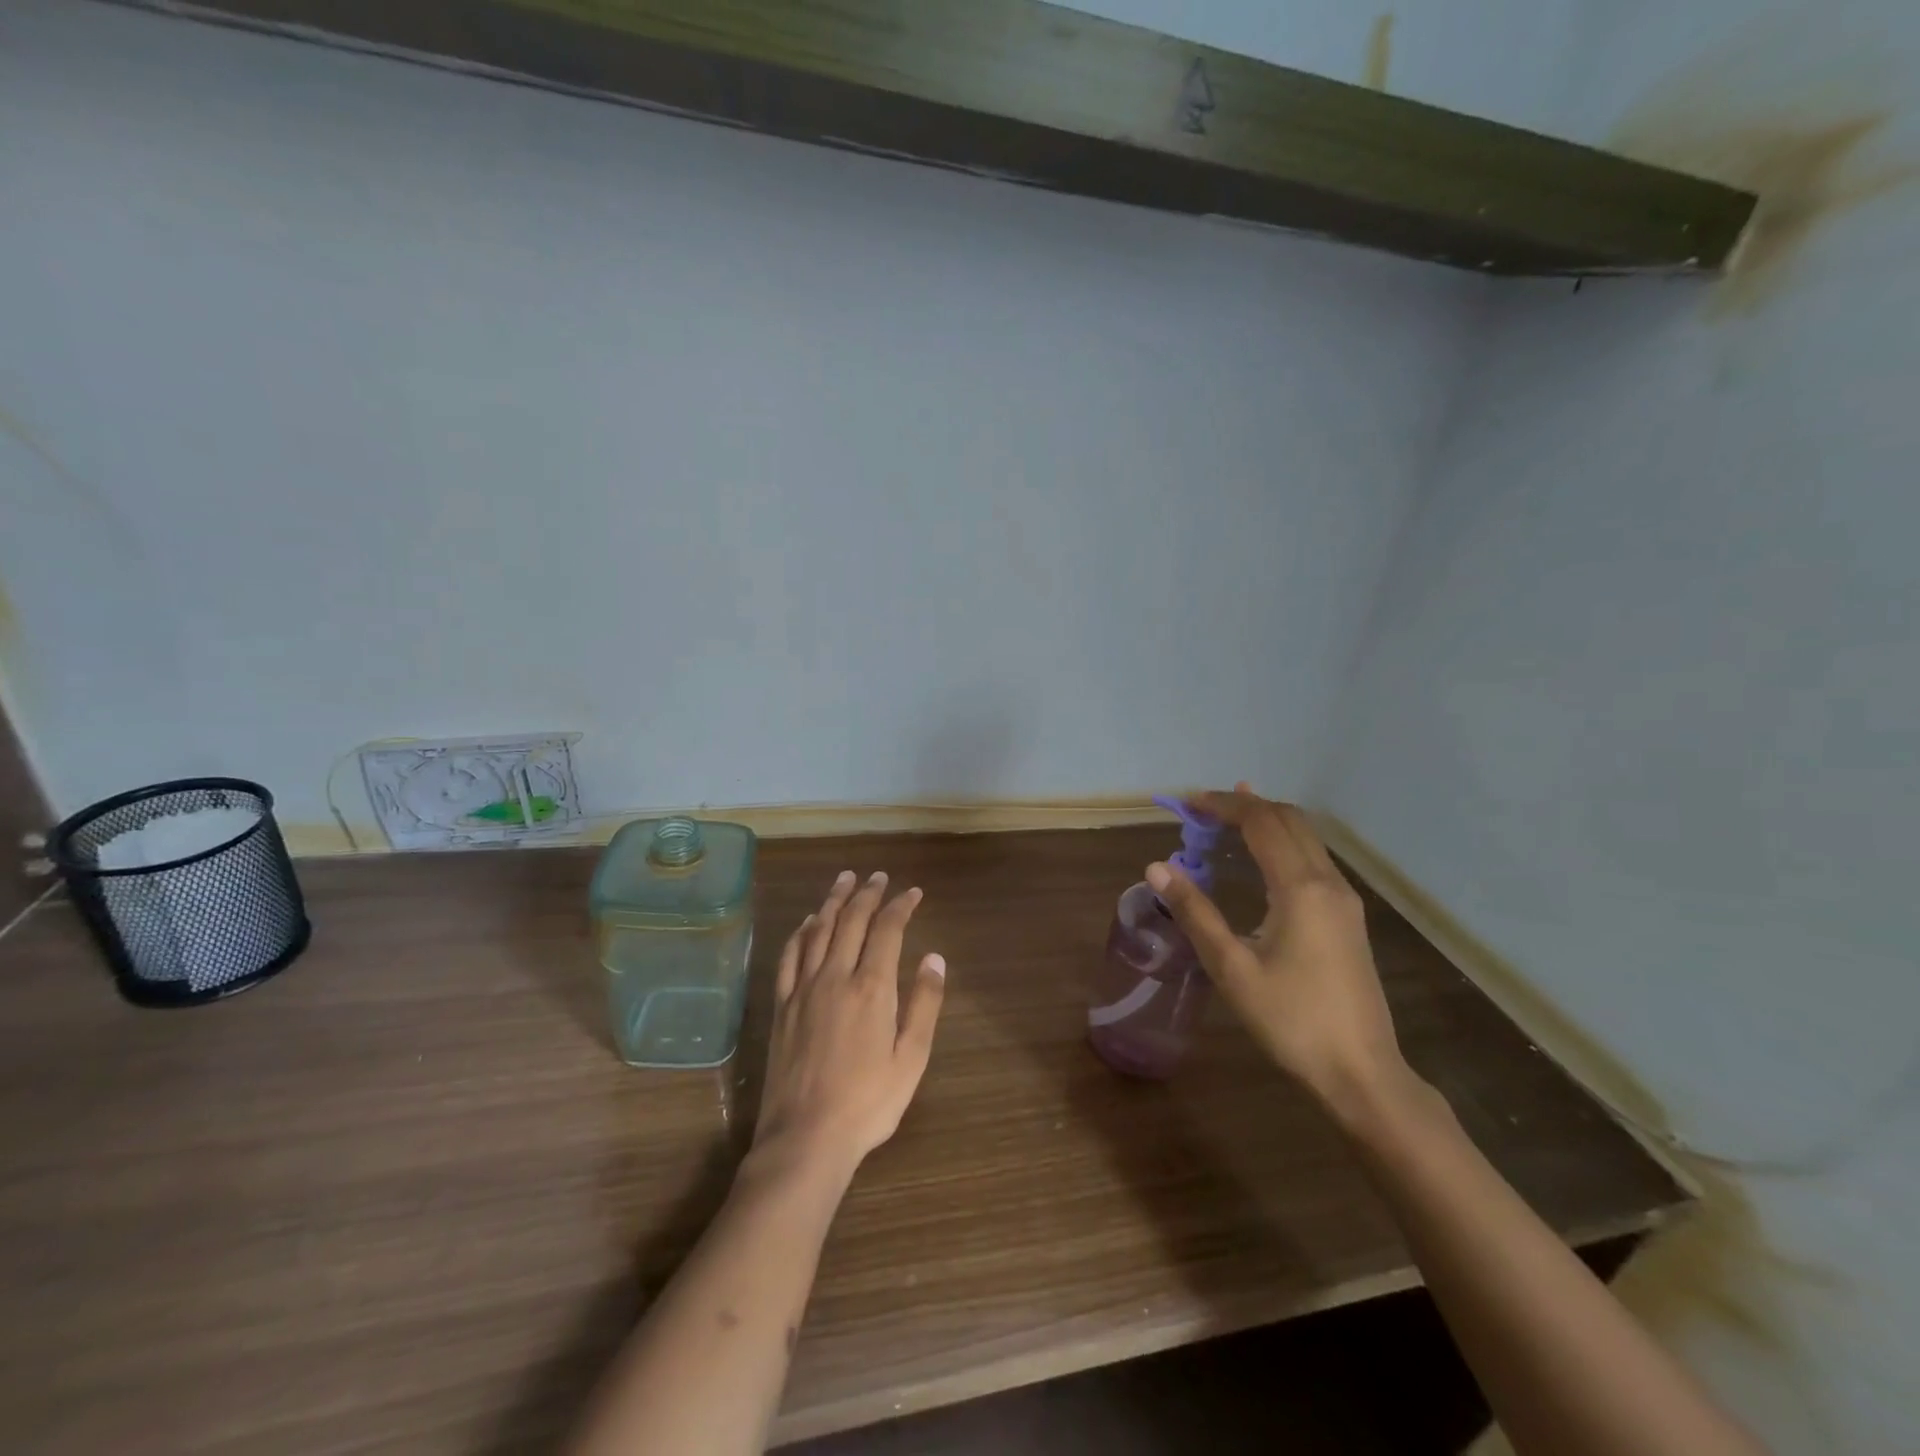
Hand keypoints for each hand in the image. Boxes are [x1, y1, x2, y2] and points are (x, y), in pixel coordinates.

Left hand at [752, 871, 947, 1176]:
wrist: (805, 1138)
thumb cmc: (868, 1103)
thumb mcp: (911, 1058)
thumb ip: (924, 1004)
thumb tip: (934, 957)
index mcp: (872, 988)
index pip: (887, 929)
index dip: (901, 905)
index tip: (913, 892)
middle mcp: (835, 976)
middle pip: (850, 921)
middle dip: (867, 893)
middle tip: (878, 876)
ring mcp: (803, 989)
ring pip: (819, 930)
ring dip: (833, 901)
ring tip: (844, 880)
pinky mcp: (782, 1005)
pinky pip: (790, 956)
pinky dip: (801, 931)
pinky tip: (808, 922)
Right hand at [1146, 784, 1408, 1115]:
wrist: (1362, 1072)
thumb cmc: (1292, 1021)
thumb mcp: (1232, 969)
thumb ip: (1195, 913)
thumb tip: (1157, 868)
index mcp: (1300, 888)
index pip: (1261, 822)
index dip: (1224, 805)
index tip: (1188, 803)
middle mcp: (1328, 882)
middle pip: (1288, 819)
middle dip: (1245, 805)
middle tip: (1202, 810)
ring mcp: (1344, 899)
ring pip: (1305, 837)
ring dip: (1266, 821)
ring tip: (1226, 820)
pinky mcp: (1348, 917)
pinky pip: (1313, 858)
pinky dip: (1282, 842)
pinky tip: (1262, 859)